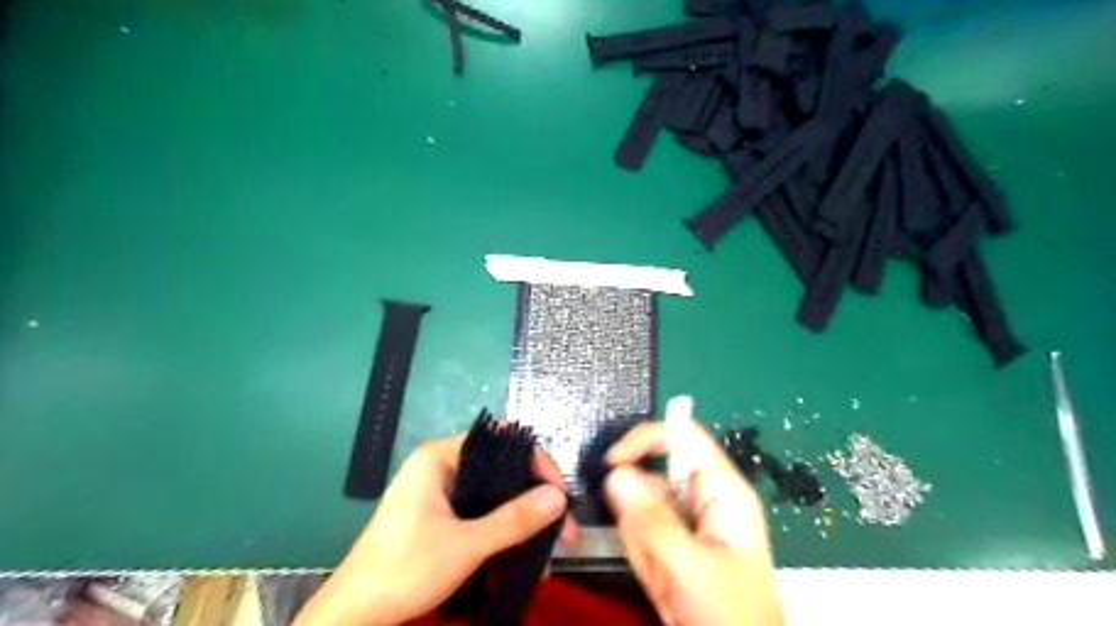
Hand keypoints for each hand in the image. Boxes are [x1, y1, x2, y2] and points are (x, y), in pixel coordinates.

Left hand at [291, 434, 579, 625]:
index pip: (501, 439)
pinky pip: (481, 513)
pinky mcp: (439, 515)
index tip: (558, 494)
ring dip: (522, 521)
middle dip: (535, 499)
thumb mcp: (467, 544)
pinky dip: (503, 531)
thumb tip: (558, 497)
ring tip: (547, 552)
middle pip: (501, 468)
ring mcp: (439, 492)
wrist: (354, 614)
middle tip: (562, 529)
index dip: (536, 462)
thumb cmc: (404, 569)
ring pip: (494, 494)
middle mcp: (441, 466)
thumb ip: (514, 519)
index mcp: (440, 457)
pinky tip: (522, 556)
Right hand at [607, 421, 777, 625]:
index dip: (646, 439)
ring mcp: (688, 519)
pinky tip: (661, 580)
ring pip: (644, 504)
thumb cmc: (728, 615)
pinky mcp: (675, 539)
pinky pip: (643, 529)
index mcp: (723, 490)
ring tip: (663, 574)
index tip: (612, 461)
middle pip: (656, 473)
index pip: (683, 437)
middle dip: (642, 510)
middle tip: (651, 550)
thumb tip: (616, 473)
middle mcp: (705, 497)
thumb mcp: (688, 567)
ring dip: (641, 538)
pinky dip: (641, 552)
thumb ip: (650, 519)